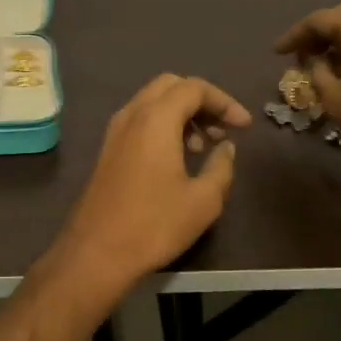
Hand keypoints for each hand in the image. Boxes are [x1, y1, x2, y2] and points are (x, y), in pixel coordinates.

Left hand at [47, 74, 251, 291]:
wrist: (96, 253)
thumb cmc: (154, 225)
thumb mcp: (203, 200)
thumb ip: (221, 166)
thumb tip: (226, 147)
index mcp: (156, 119)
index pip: (195, 88)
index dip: (224, 101)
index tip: (244, 126)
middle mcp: (132, 115)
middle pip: (171, 86)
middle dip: (201, 101)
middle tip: (222, 129)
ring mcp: (115, 131)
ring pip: (153, 102)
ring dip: (182, 114)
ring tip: (203, 147)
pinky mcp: (108, 150)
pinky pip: (140, 121)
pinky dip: (163, 126)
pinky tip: (177, 157)